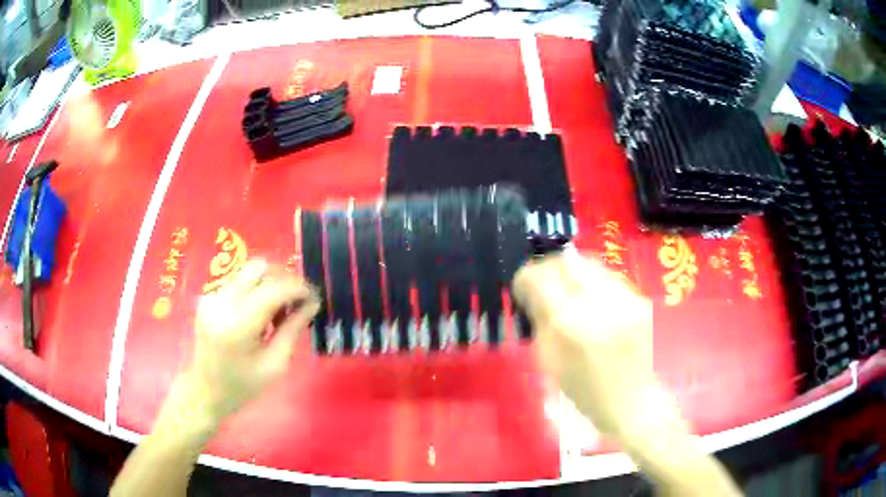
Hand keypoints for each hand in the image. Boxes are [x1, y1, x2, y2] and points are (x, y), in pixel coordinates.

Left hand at [184, 259, 318, 421]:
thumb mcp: (275, 365)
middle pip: (260, 269)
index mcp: (238, 324)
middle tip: (298, 303)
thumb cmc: (243, 386)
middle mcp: (222, 302)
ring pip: (249, 272)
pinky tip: (259, 314)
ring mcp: (212, 297)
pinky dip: (255, 290)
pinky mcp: (208, 297)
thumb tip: (311, 304)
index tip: (315, 298)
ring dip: (270, 284)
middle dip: (284, 280)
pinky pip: (238, 282)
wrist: (205, 390)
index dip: (299, 288)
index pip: (274, 289)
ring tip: (278, 312)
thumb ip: (292, 330)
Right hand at [514, 251, 679, 437]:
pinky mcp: (641, 300)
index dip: (525, 277)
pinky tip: (593, 300)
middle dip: (549, 267)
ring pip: (590, 264)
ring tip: (568, 290)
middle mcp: (599, 304)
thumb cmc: (587, 392)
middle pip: (567, 262)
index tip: (522, 287)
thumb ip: (540, 321)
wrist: (636, 402)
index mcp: (570, 326)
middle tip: (543, 282)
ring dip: (573, 272)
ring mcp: (625, 299)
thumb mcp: (551, 362)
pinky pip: (609, 277)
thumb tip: (530, 291)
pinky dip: (594, 283)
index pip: (540, 279)